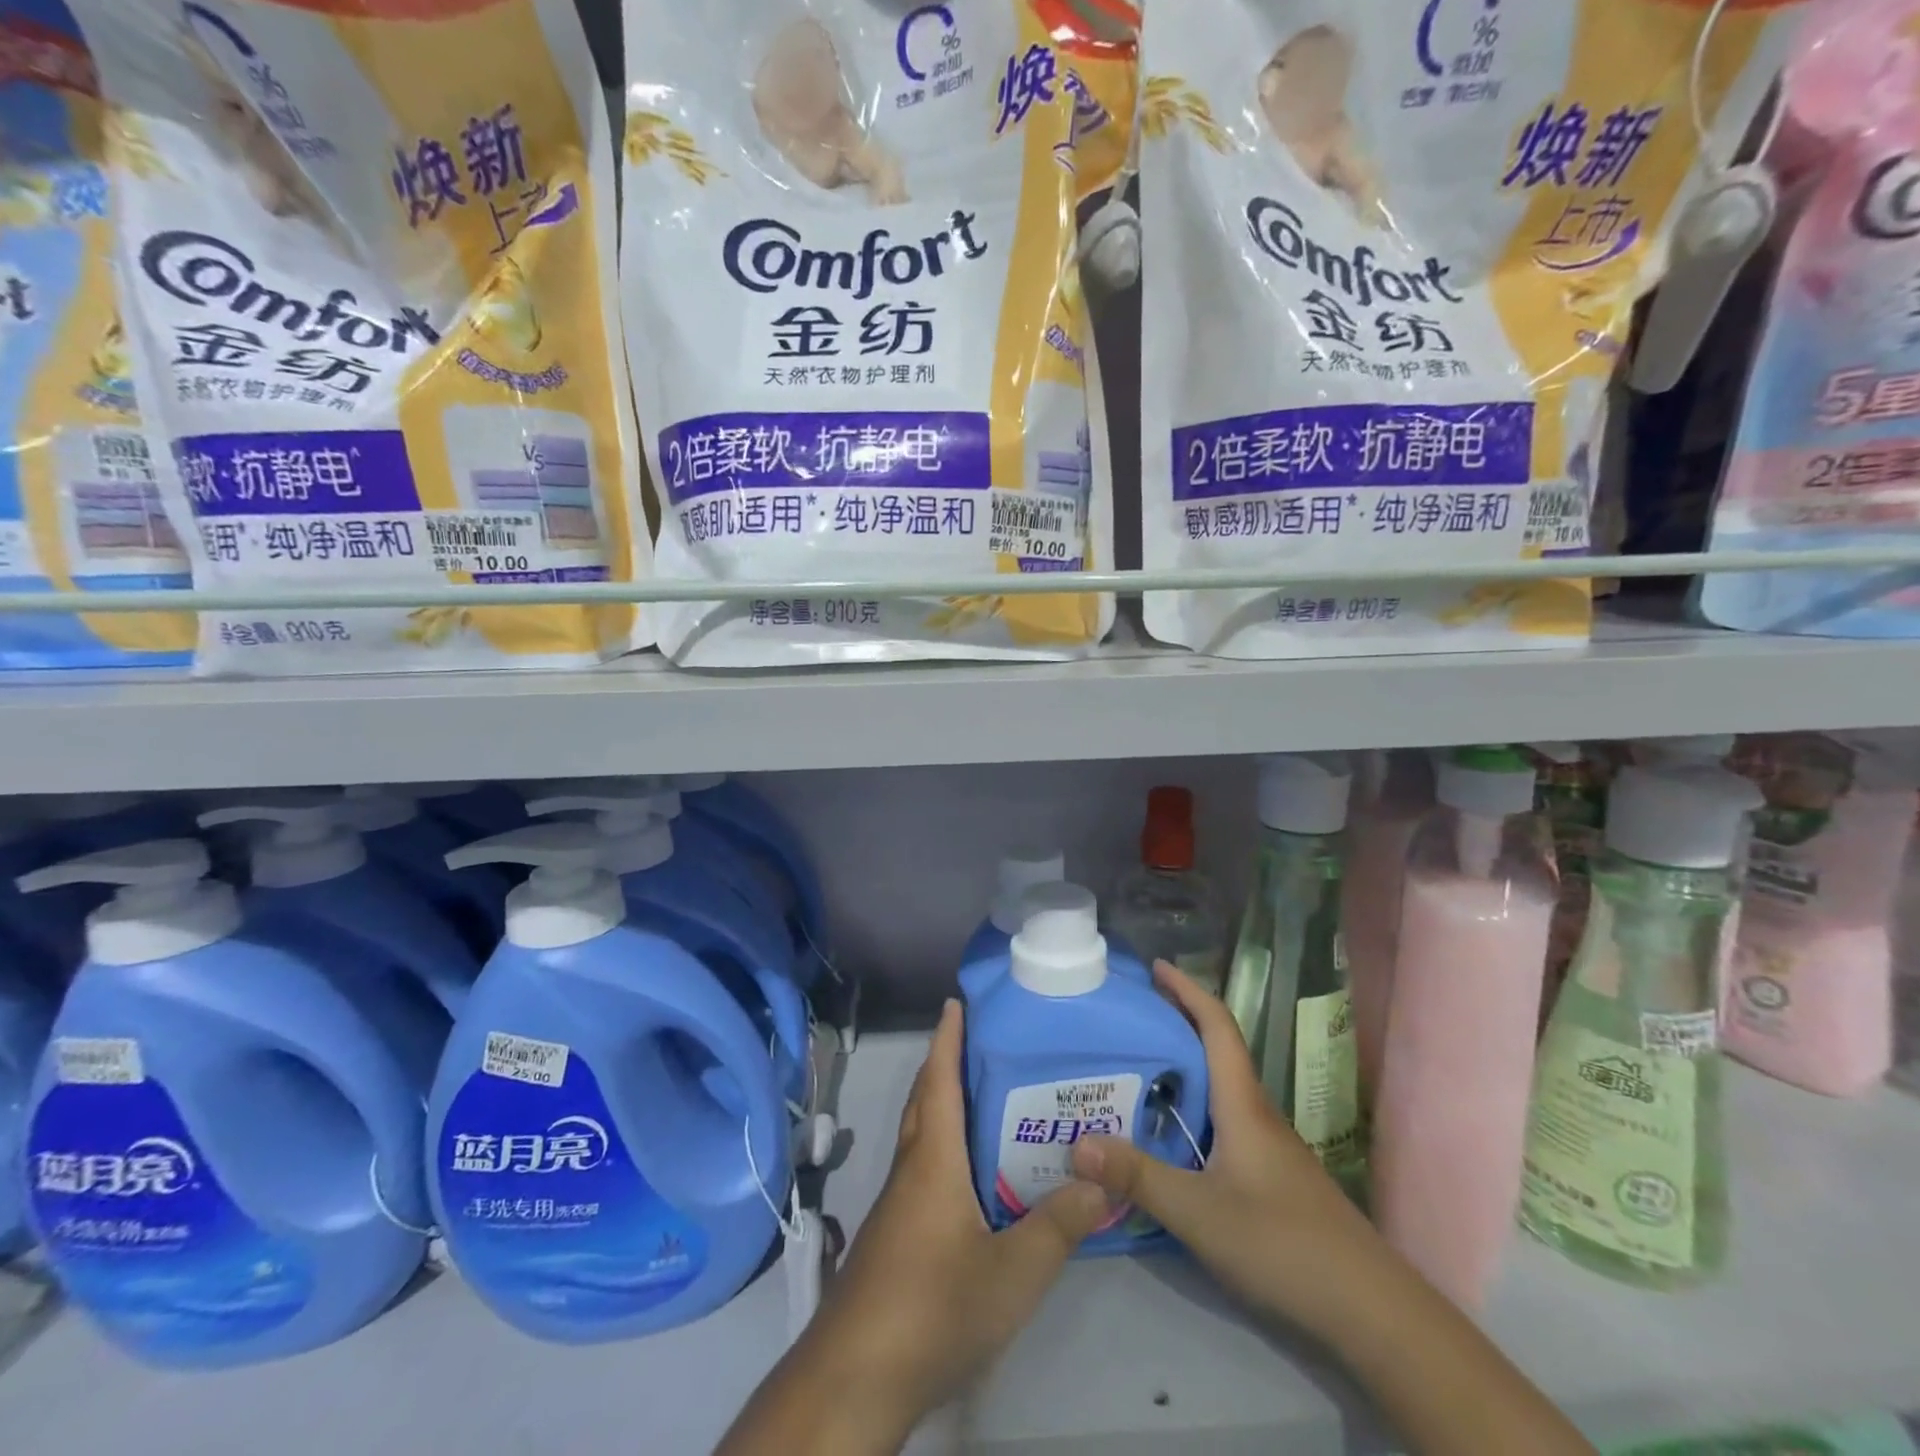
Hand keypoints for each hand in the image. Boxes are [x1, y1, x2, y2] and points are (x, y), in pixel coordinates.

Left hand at [719, 999, 1108, 1454]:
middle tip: (981, 1042)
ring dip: (942, 1103)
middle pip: (925, 1100)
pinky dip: (942, 1145)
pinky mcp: (893, 1235)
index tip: (955, 1001)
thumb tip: (1101, 1177)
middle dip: (945, 1063)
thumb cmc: (933, 1307)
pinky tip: (970, 1175)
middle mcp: (911, 1169)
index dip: (947, 1039)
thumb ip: (1058, 1224)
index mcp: (933, 1160)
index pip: (940, 1081)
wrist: (854, 1376)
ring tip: (986, 1098)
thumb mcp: (1012, 1273)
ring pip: (920, 1134)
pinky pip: (920, 1167)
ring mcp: (897, 1204)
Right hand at [1071, 965, 1595, 1455]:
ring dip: (1184, 1067)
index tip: (1156, 966)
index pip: (1217, 1025)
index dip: (1188, 990)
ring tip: (1137, 1069)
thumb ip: (1138, 1176)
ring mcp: (1268, 1145)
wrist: (1370, 1308)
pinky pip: (1224, 1119)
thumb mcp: (1199, 1212)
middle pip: (1217, 1050)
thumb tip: (1075, 1142)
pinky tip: (1171, 1133)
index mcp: (1242, 1103)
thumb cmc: (1283, 1244)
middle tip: (1130, 1019)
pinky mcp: (1272, 1174)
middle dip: (1177, 1023)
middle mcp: (1256, 1112)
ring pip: (1221, 1087)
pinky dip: (1194, 1107)